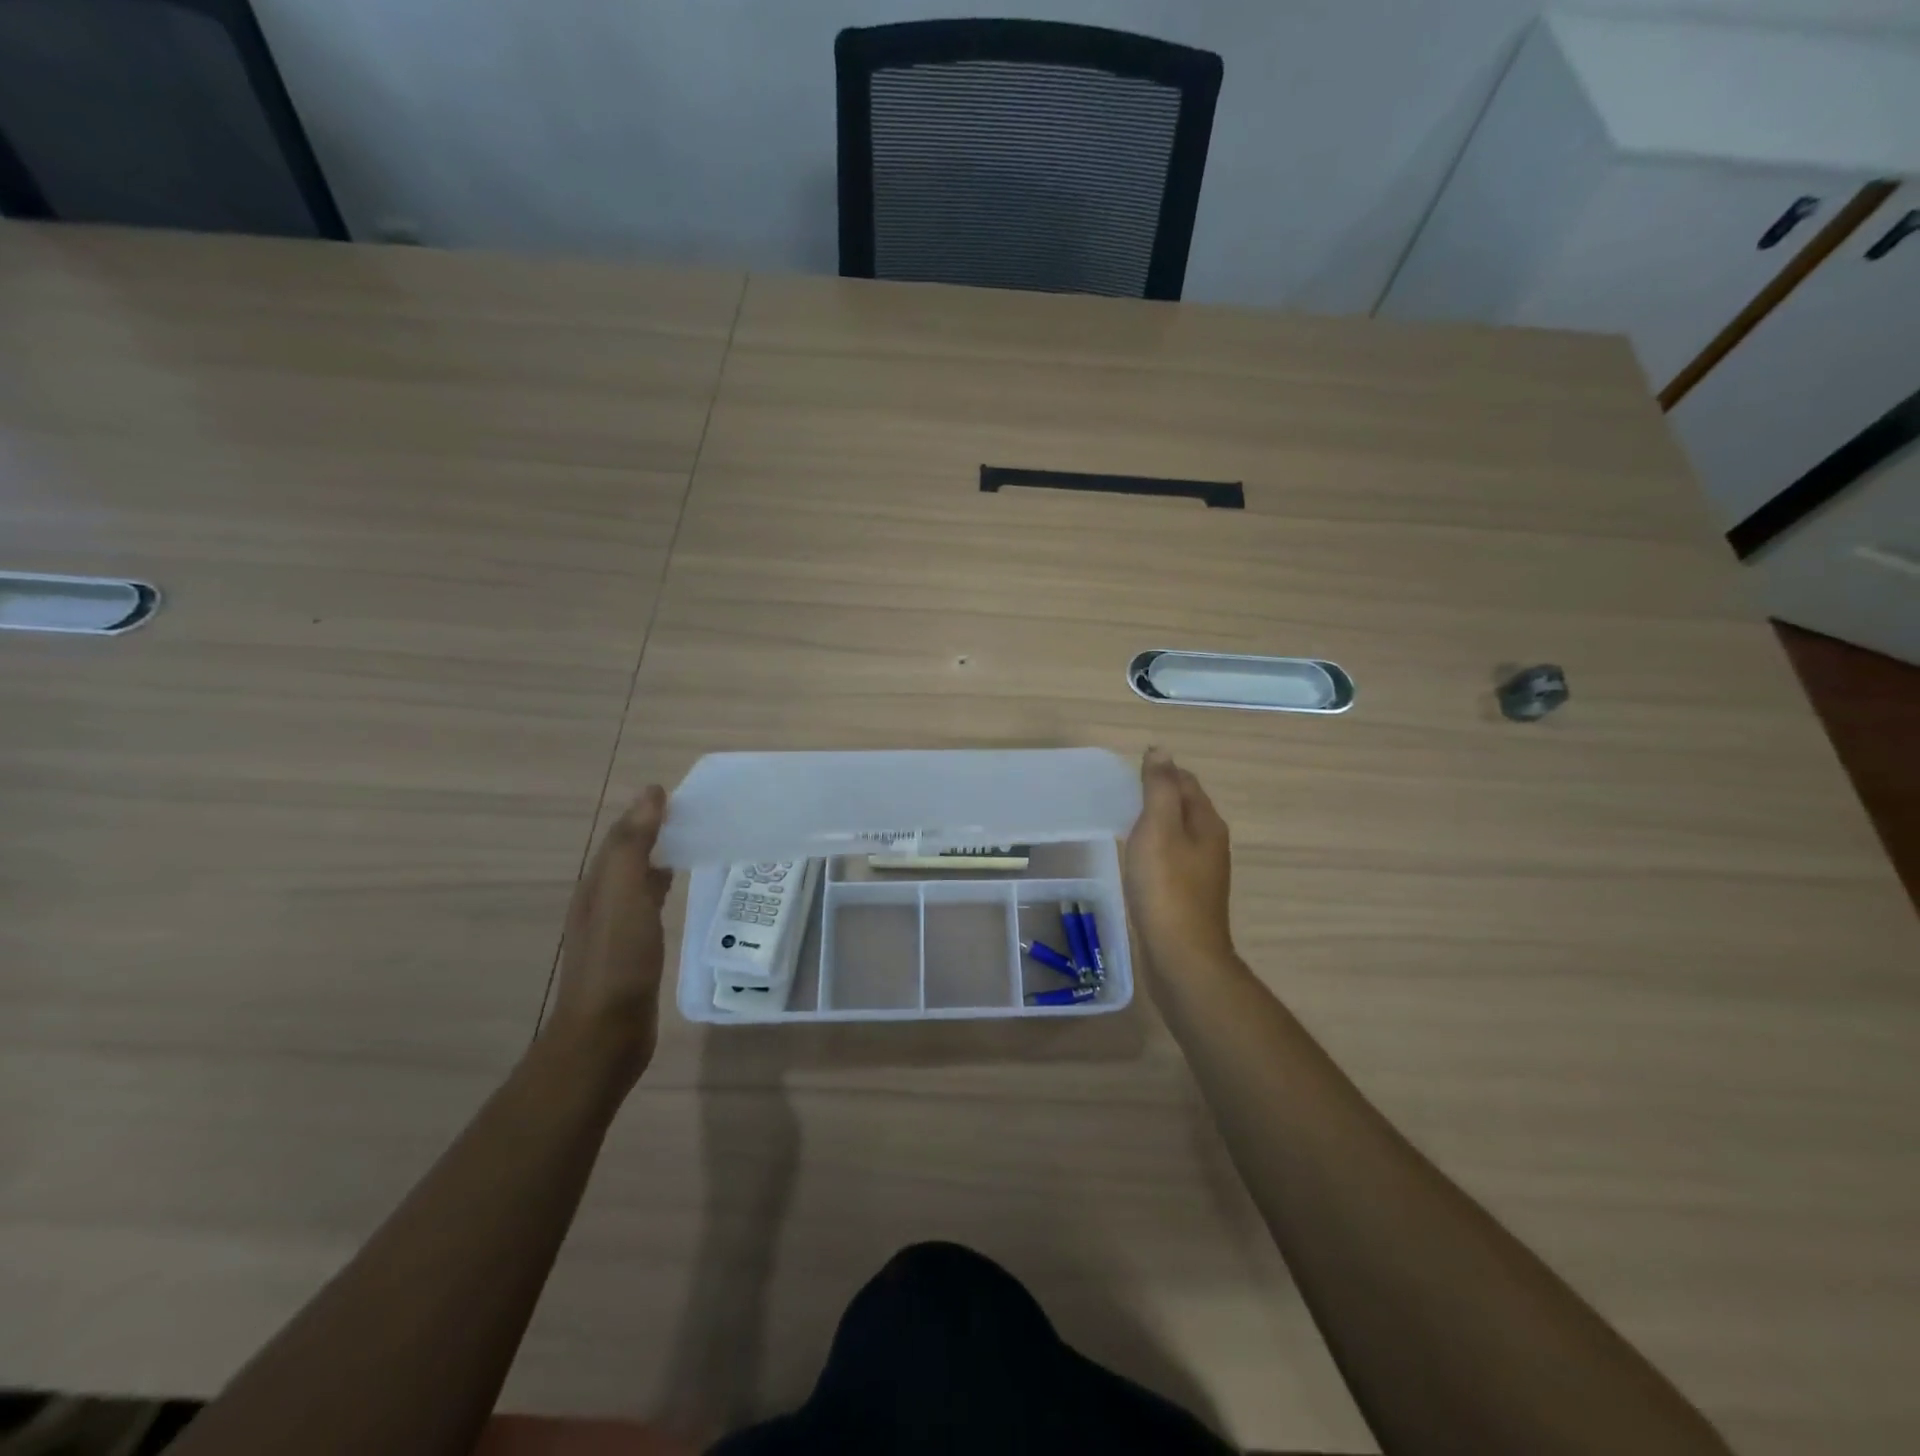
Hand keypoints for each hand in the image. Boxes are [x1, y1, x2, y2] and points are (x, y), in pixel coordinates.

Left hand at [543, 786, 672, 1093]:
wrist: (604, 1035)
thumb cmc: (617, 962)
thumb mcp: (624, 896)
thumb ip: (634, 845)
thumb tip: (650, 793)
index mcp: (597, 886)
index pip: (621, 837)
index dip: (645, 814)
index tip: (681, 796)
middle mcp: (600, 902)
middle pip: (627, 857)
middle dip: (653, 833)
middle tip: (694, 816)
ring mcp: (614, 930)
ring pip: (636, 881)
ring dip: (658, 859)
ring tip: (693, 845)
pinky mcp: (631, 953)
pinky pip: (648, 906)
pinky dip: (662, 888)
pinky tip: (678, 892)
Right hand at [1123, 748, 1235, 976]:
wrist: (1182, 956)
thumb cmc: (1167, 888)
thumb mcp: (1159, 829)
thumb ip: (1159, 788)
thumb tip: (1160, 751)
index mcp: (1207, 823)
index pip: (1185, 781)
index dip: (1160, 771)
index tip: (1127, 773)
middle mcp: (1210, 843)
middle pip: (1183, 806)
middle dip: (1157, 794)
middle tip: (1120, 794)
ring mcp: (1201, 872)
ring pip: (1176, 833)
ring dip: (1154, 822)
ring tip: (1122, 821)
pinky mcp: (1187, 895)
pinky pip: (1169, 858)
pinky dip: (1153, 849)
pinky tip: (1134, 858)